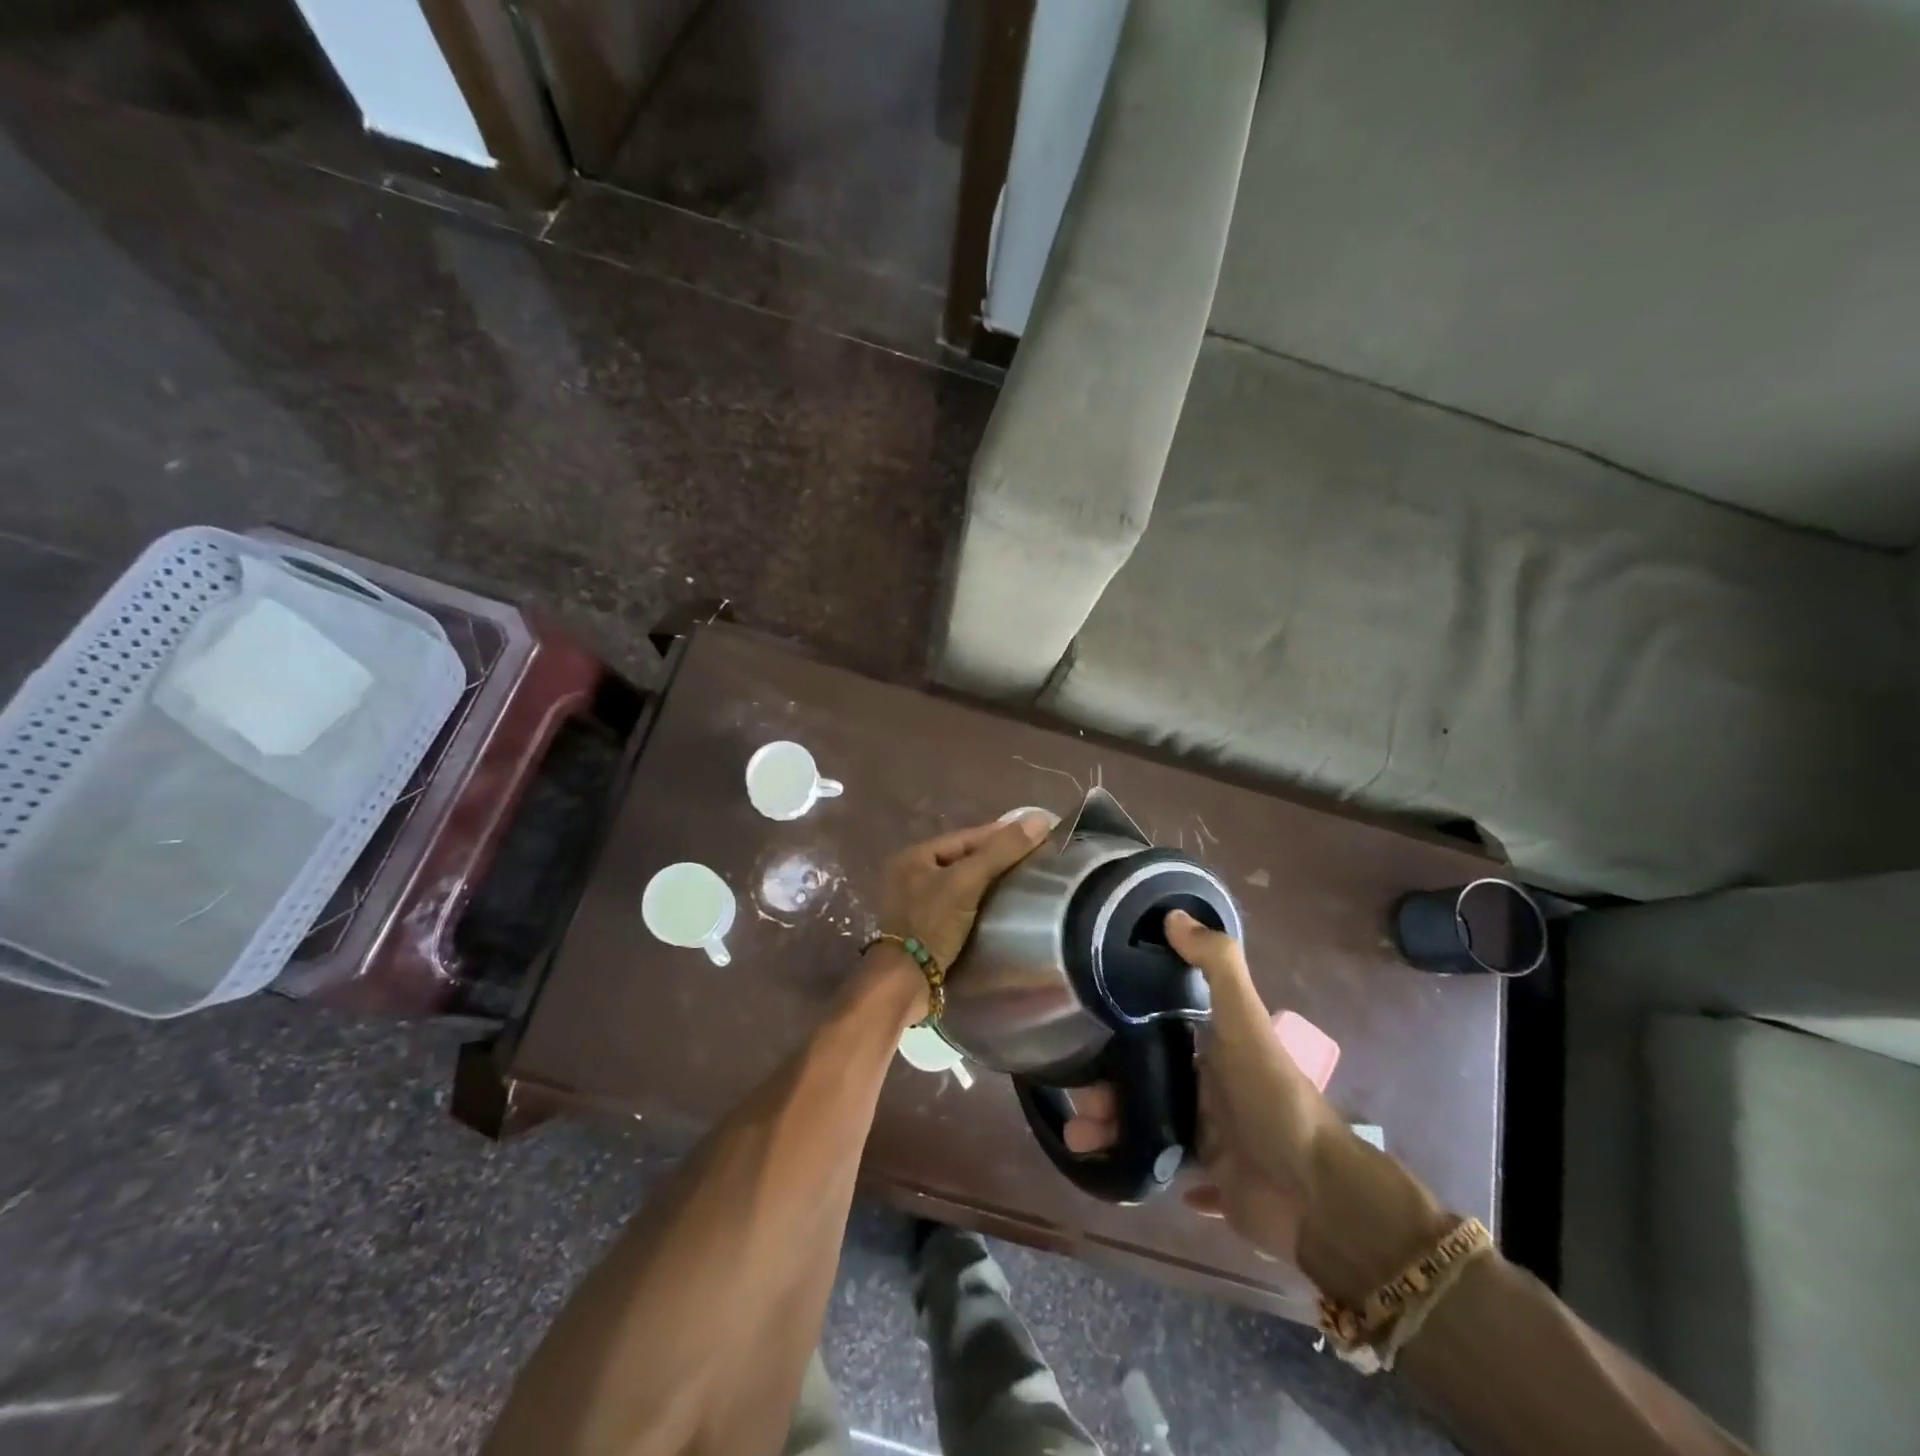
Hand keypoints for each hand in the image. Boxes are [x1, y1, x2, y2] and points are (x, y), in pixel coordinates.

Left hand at [876, 812, 1053, 973]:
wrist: (905, 982)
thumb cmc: (931, 924)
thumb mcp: (965, 883)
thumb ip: (1000, 852)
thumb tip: (1039, 820)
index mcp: (915, 856)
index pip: (965, 837)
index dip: (1000, 834)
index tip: (1034, 833)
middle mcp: (912, 875)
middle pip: (963, 858)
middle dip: (996, 857)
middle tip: (1034, 858)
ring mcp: (917, 903)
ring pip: (963, 882)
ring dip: (990, 881)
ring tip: (1024, 881)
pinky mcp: (927, 928)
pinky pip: (960, 905)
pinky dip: (981, 902)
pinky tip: (1003, 907)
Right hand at [1062, 910, 1343, 1263]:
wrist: (1315, 1197)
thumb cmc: (1272, 1100)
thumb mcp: (1245, 1023)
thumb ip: (1216, 967)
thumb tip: (1174, 914)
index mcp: (1214, 1049)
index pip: (1157, 1030)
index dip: (1120, 1029)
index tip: (1081, 1031)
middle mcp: (1211, 1088)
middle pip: (1145, 1080)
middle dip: (1106, 1087)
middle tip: (1075, 1100)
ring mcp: (1213, 1137)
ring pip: (1148, 1127)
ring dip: (1112, 1131)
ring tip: (1078, 1141)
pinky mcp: (1215, 1182)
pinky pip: (1171, 1173)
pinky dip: (1146, 1169)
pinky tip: (1115, 1170)